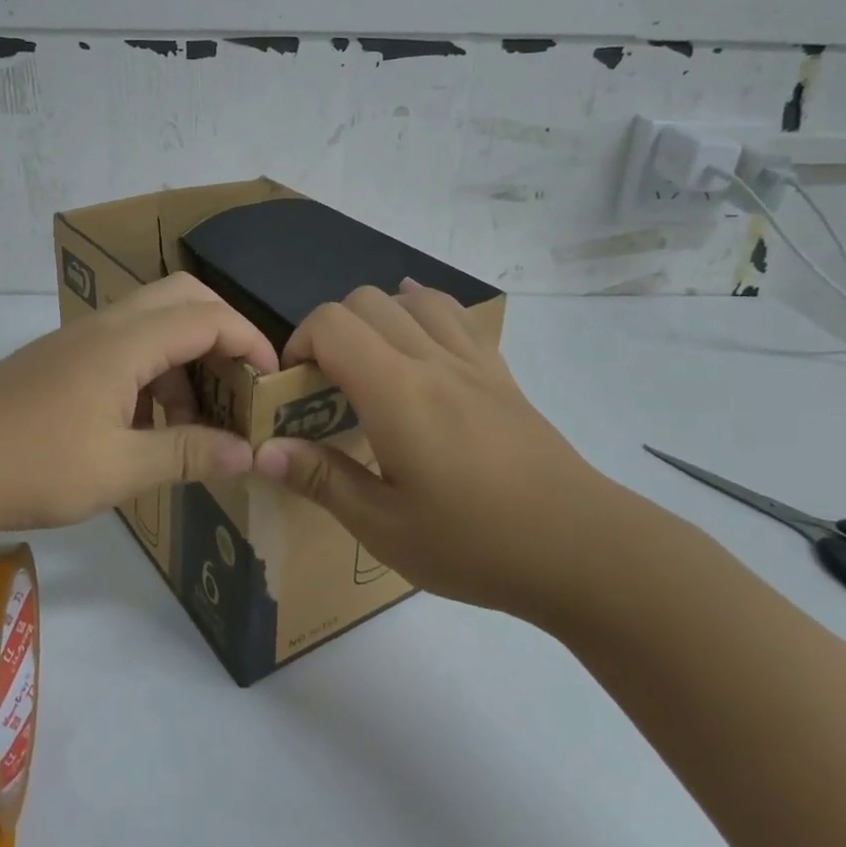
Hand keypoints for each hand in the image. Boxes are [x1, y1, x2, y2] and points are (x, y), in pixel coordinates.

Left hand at [0, 273, 277, 543]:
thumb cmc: (35, 464)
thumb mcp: (121, 468)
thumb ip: (188, 454)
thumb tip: (246, 454)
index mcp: (126, 342)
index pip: (208, 318)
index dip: (250, 343)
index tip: (272, 383)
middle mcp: (106, 326)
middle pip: (182, 298)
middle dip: (221, 333)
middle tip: (236, 384)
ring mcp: (79, 340)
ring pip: (152, 321)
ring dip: (184, 358)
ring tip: (189, 421)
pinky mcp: (61, 359)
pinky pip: (124, 346)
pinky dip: (152, 371)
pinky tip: (143, 425)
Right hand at [254, 280, 615, 620]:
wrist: (581, 547)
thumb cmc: (476, 543)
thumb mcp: (385, 528)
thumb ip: (322, 480)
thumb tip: (264, 451)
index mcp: (396, 392)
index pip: (332, 324)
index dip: (299, 343)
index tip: (293, 388)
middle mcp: (431, 359)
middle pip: (365, 300)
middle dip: (329, 330)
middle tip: (326, 385)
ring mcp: (471, 361)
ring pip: (410, 299)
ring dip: (375, 317)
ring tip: (369, 362)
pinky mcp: (499, 373)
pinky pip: (456, 315)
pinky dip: (422, 309)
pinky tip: (417, 330)